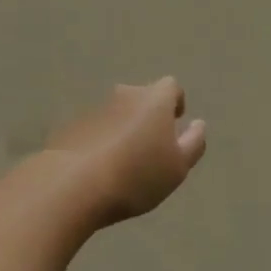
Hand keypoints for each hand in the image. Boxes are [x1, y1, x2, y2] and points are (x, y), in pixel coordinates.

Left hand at [44, 78, 206, 227]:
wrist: (73, 184)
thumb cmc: (136, 174)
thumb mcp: (177, 167)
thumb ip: (193, 143)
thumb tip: (198, 124)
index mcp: (154, 99)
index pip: (171, 86)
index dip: (175, 102)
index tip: (175, 122)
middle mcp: (125, 94)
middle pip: (142, 97)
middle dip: (148, 116)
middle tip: (151, 147)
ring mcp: (95, 108)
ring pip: (117, 113)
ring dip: (123, 128)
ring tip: (124, 162)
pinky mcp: (72, 125)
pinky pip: (95, 128)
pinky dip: (101, 141)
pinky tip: (99, 169)